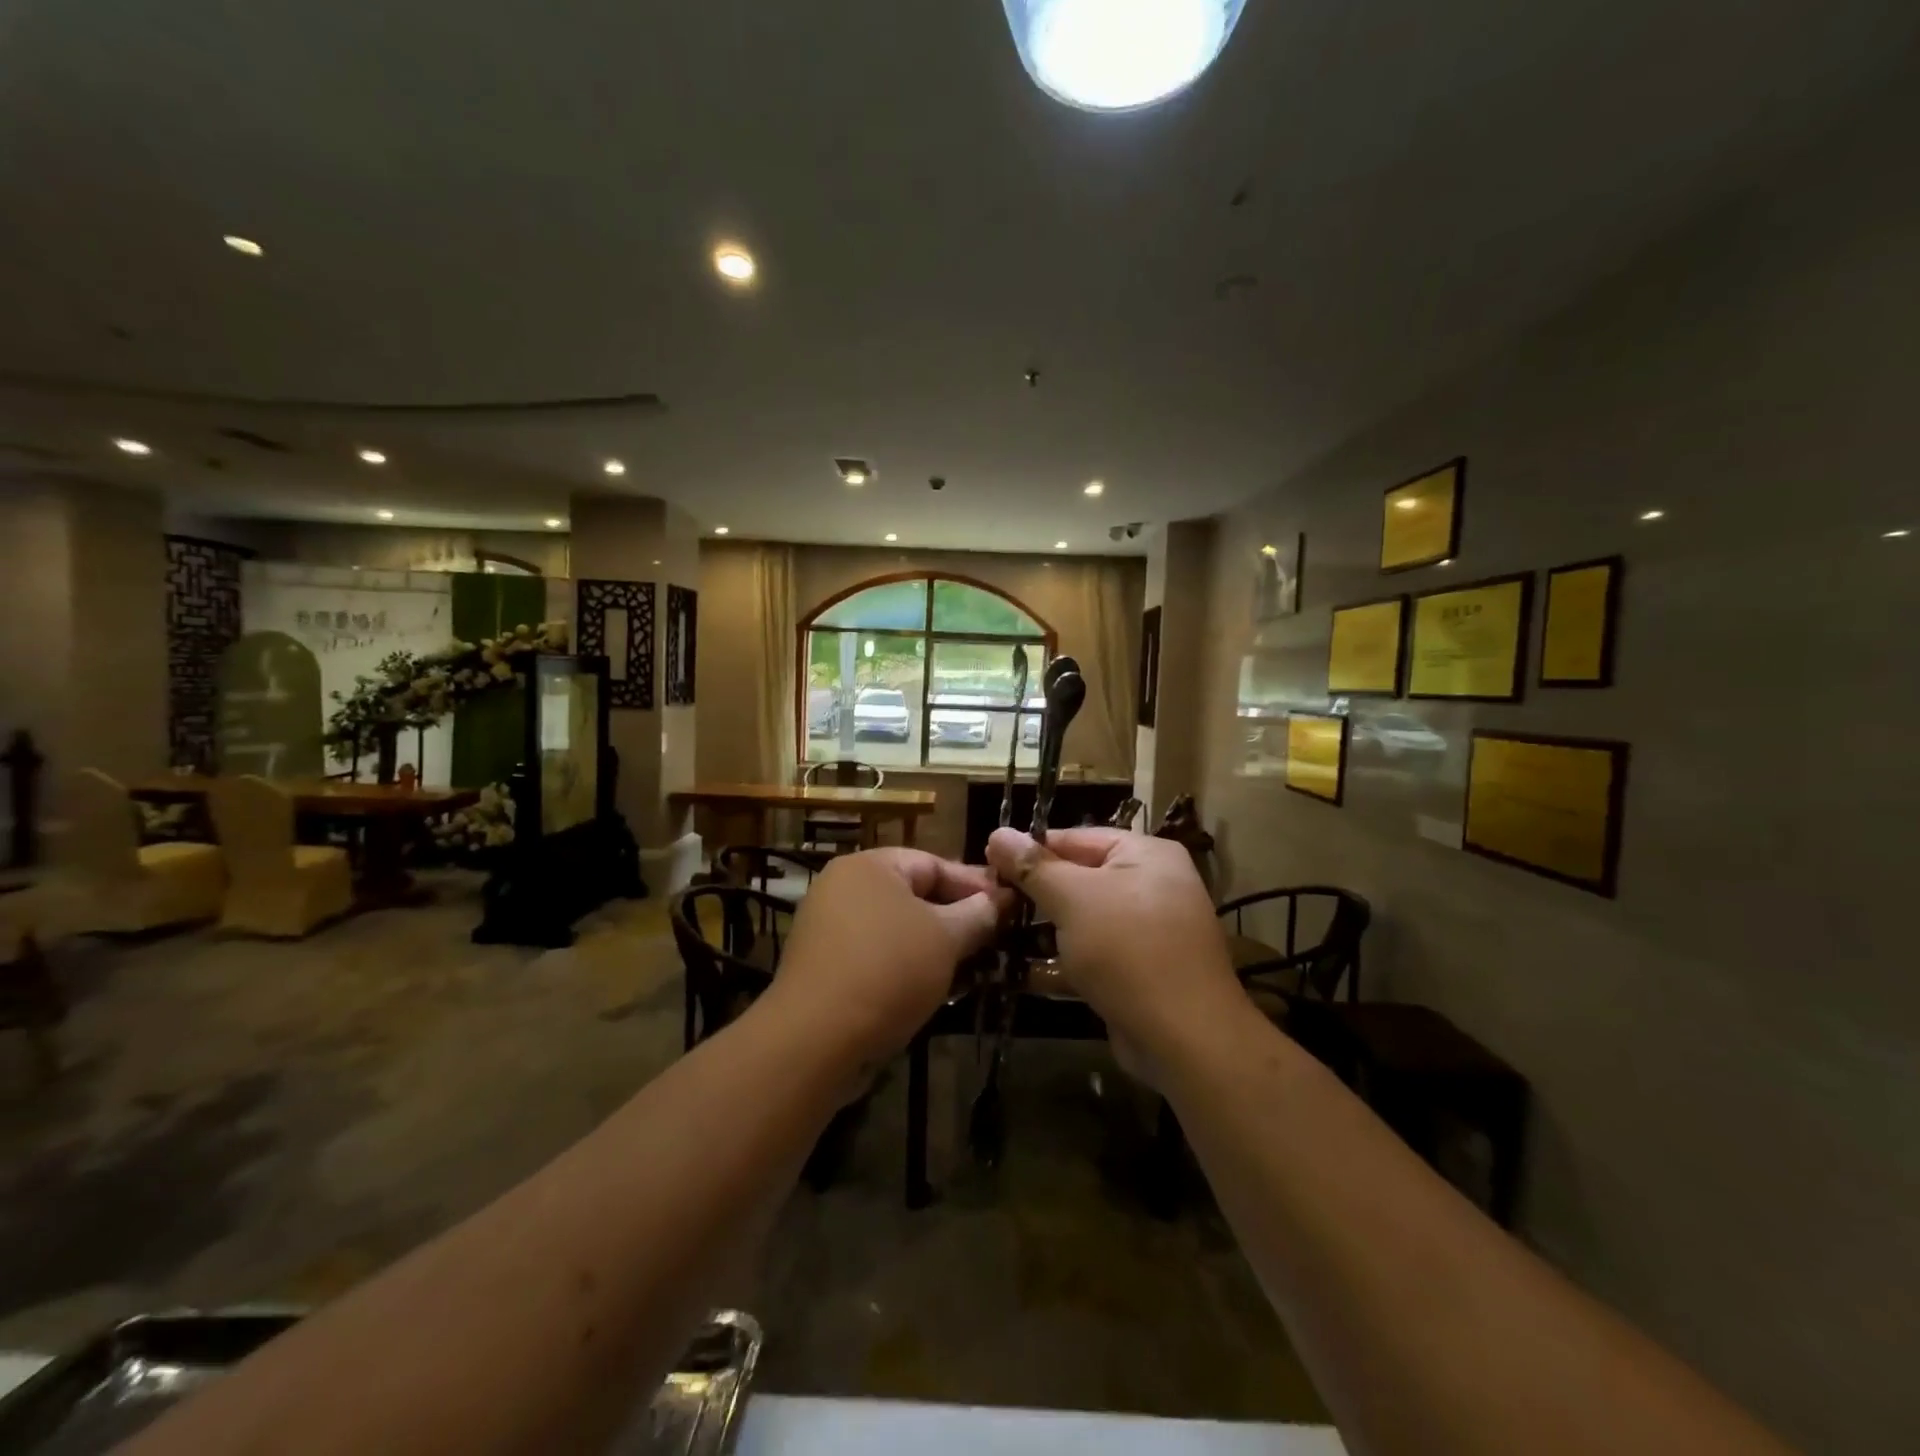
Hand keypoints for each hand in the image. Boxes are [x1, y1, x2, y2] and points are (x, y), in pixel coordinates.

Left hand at [761, 849, 1008, 1067]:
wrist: (815, 1040)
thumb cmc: (888, 971)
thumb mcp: (945, 938)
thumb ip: (978, 914)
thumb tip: (1001, 899)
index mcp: (869, 865)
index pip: (934, 863)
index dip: (976, 885)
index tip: (1011, 906)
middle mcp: (843, 887)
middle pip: (914, 895)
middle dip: (957, 918)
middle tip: (996, 937)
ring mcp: (829, 927)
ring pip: (897, 929)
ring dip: (935, 946)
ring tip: (974, 966)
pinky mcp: (824, 966)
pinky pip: (877, 955)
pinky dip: (907, 966)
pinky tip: (936, 988)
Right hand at [986, 827, 1244, 1072]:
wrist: (1186, 1040)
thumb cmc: (1128, 951)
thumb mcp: (1074, 899)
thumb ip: (1033, 866)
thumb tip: (997, 833)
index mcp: (1146, 855)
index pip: (1076, 838)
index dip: (1030, 849)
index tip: (986, 863)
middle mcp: (1151, 885)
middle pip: (1078, 879)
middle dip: (1033, 894)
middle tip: (986, 902)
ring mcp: (1147, 932)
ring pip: (1082, 920)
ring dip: (1041, 931)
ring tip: (992, 934)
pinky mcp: (1138, 972)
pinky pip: (1091, 955)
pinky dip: (1060, 962)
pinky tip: (1016, 972)